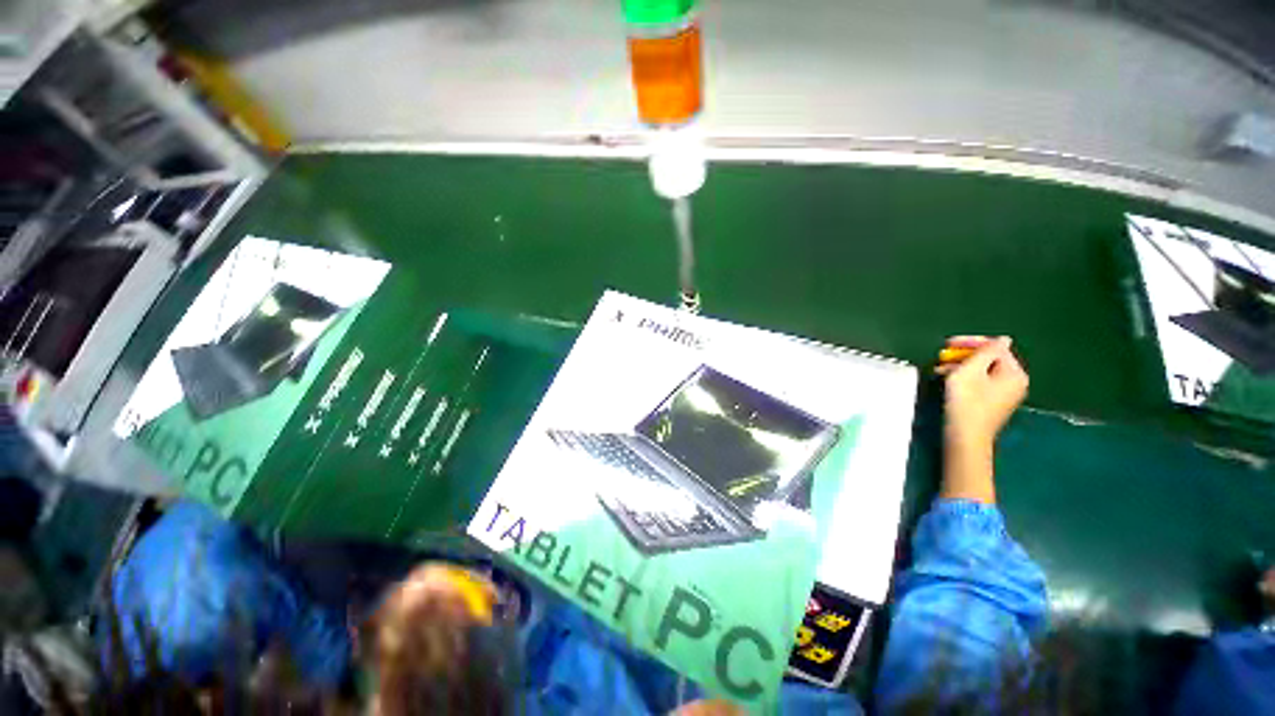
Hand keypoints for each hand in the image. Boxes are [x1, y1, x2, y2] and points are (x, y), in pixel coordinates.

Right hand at [936, 336, 1027, 503]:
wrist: (966, 436)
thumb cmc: (967, 401)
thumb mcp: (971, 370)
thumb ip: (986, 352)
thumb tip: (1003, 340)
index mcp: (1014, 372)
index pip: (996, 347)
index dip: (971, 342)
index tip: (947, 343)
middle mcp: (1015, 382)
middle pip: (990, 359)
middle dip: (965, 355)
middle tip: (942, 356)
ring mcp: (1006, 394)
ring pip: (983, 371)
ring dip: (962, 366)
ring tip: (940, 368)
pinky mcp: (993, 403)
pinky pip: (981, 382)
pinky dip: (965, 378)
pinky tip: (948, 380)